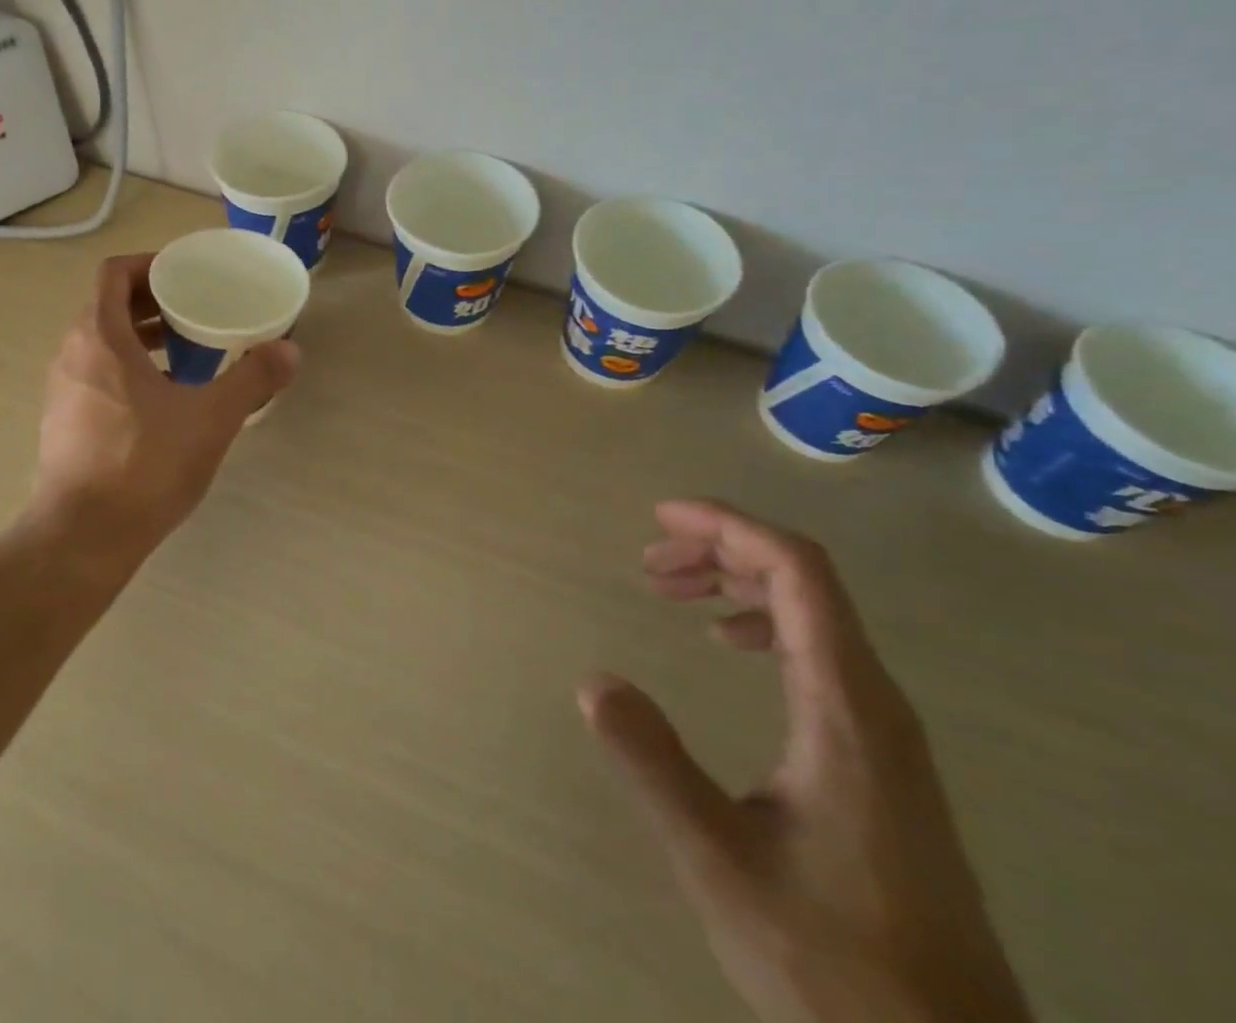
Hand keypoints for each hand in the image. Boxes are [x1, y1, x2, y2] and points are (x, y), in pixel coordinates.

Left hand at [29, 253, 299, 563]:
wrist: (83, 537)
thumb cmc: (144, 464)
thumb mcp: (210, 418)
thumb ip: (252, 379)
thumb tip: (290, 351)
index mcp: (99, 337)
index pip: (113, 273)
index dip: (150, 265)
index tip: (186, 276)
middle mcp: (71, 354)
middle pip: (107, 306)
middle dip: (151, 302)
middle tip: (195, 310)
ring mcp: (61, 390)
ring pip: (100, 343)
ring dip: (139, 337)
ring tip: (185, 350)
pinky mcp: (62, 422)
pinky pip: (95, 374)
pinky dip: (126, 369)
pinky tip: (163, 400)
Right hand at [584, 501, 1033, 1022]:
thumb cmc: (834, 958)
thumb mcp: (720, 860)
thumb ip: (654, 764)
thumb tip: (592, 679)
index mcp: (844, 706)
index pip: (797, 572)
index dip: (729, 527)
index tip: (662, 518)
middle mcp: (874, 701)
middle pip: (805, 581)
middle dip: (723, 551)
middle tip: (652, 564)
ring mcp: (885, 730)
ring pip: (814, 615)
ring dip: (740, 585)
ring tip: (675, 592)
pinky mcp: (882, 757)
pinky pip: (821, 653)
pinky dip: (765, 624)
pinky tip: (729, 646)